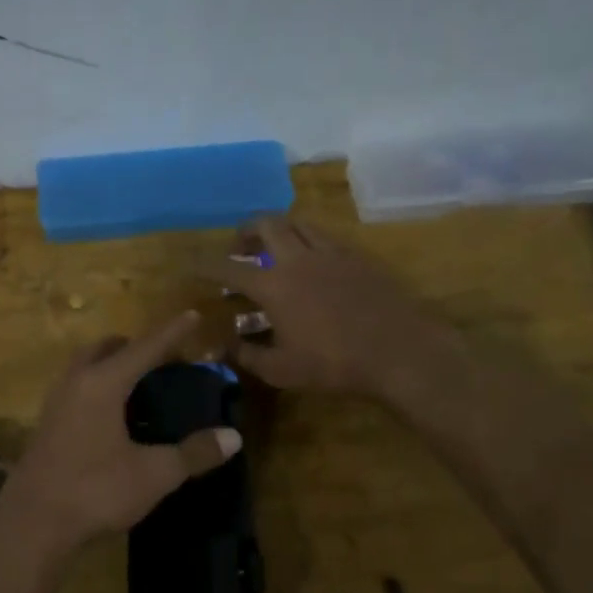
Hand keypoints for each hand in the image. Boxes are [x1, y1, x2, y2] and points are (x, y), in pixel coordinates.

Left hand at [3, 313, 242, 548]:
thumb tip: (233, 437)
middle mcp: (76, 383)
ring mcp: (55, 403)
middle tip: (162, 358)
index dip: (172, 332)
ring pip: (85, 367)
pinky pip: (76, 388)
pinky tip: (112, 415)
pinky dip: (98, 386)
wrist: (31, 524)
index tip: (192, 314)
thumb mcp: (153, 474)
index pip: (144, 348)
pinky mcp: (47, 426)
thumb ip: (193, 453)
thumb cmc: (94, 491)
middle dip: (134, 346)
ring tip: (139, 383)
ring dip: (111, 364)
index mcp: (103, 384)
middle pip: (106, 348)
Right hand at [205, 216, 460, 398]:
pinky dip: (309, 240)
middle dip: (245, 230)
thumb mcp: (281, 370)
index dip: (206, 265)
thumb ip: (246, 355)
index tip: (192, 265)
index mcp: (274, 286)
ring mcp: (331, 253)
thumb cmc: (334, 364)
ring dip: (280, 229)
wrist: (399, 352)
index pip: (229, 268)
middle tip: (240, 247)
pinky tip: (313, 261)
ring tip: (276, 247)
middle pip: (266, 224)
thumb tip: (220, 347)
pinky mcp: (357, 257)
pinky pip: (326, 236)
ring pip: (298, 223)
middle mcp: (298, 259)